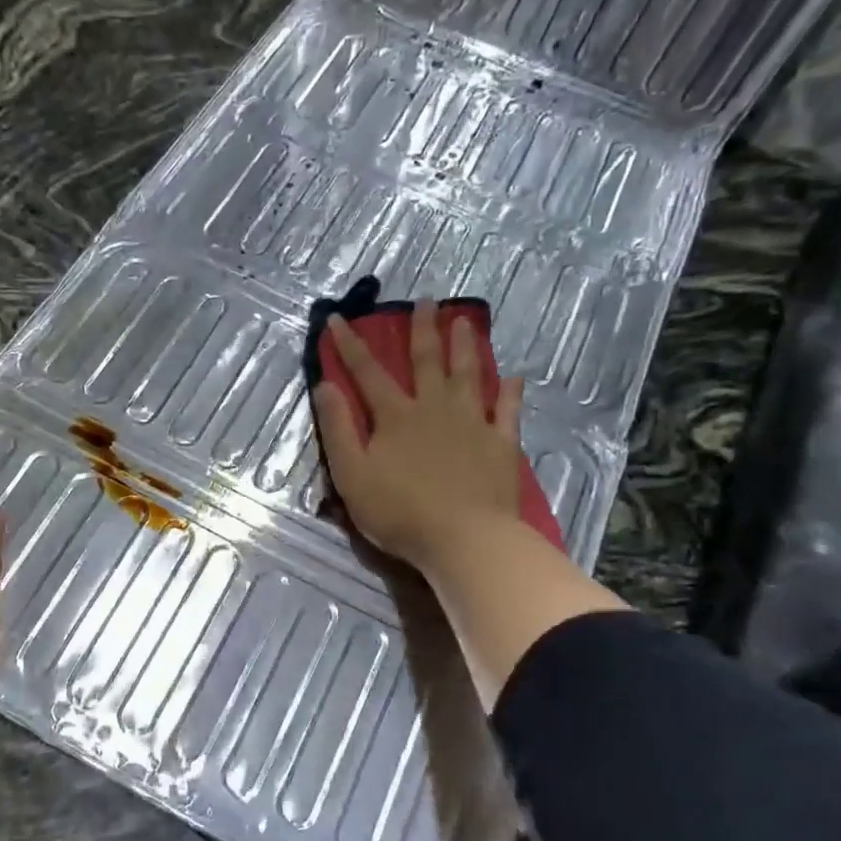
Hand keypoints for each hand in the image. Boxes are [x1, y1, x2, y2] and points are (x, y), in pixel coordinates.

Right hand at [311, 300, 526, 573]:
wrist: (464, 539)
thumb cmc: (400, 512)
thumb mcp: (351, 475)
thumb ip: (337, 429)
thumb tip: (326, 386)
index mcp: (396, 416)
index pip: (368, 373)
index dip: (350, 345)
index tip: (339, 319)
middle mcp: (434, 408)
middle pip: (428, 362)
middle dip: (422, 330)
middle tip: (426, 301)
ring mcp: (472, 423)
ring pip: (469, 375)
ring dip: (465, 347)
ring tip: (464, 321)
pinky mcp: (501, 444)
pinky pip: (507, 411)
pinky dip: (510, 393)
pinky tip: (514, 377)